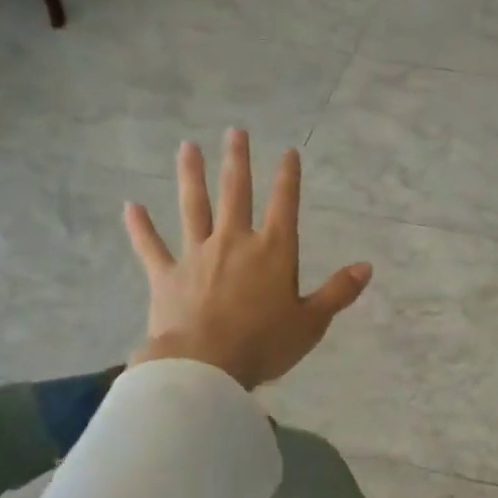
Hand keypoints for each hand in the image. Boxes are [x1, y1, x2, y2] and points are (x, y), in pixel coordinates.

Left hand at [123, 130, 372, 389]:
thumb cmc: (264, 344)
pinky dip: (140, 227)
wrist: (204, 365)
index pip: (284, 205)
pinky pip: (151, 246)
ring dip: (190, 176)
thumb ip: (338, 292)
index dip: (288, 177)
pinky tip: (130, 206)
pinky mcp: (166, 275)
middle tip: (234, 132)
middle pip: (236, 193)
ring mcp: (197, 255)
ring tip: (187, 147)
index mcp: (273, 252)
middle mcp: (235, 242)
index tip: (288, 152)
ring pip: (193, 207)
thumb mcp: (311, 322)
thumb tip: (367, 266)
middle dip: (237, 161)